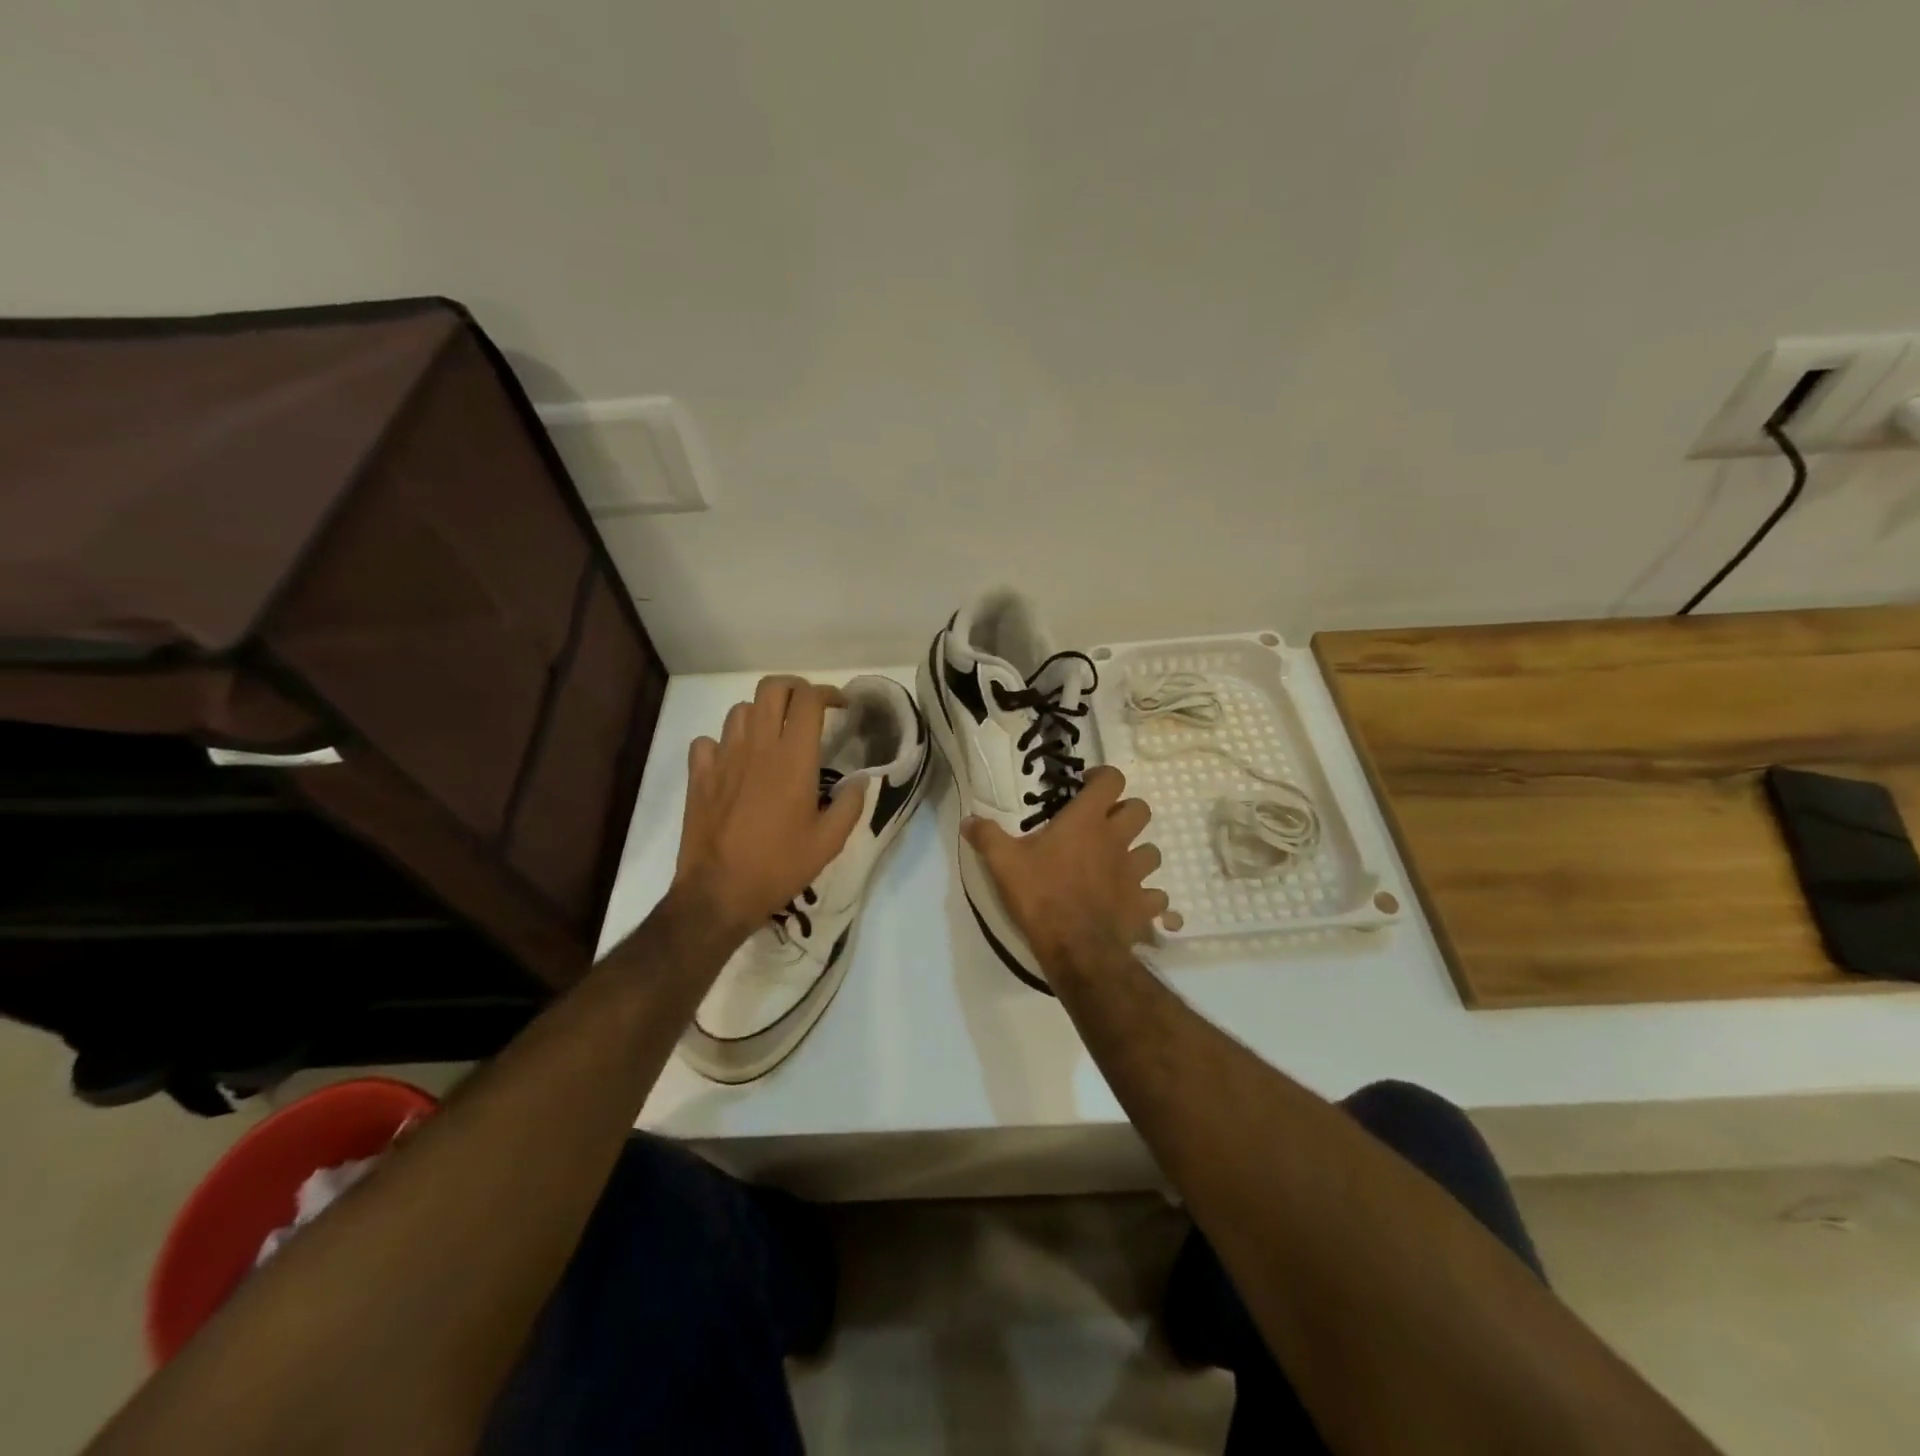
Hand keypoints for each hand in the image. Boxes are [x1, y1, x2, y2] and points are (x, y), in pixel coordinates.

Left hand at [671, 676, 865, 944]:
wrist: (718, 893)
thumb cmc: (780, 866)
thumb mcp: (830, 842)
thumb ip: (851, 804)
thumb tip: (860, 780)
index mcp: (793, 759)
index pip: (809, 699)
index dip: (828, 693)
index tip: (841, 706)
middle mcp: (757, 747)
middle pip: (772, 688)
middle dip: (795, 688)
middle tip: (808, 708)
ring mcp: (723, 758)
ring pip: (740, 710)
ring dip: (761, 713)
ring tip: (773, 734)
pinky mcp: (699, 776)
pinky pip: (708, 741)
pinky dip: (724, 743)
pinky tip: (734, 761)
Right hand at [963, 765, 1180, 978]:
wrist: (1076, 948)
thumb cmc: (1041, 896)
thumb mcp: (1004, 863)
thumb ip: (987, 837)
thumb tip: (968, 819)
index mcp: (1087, 821)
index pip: (1112, 780)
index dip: (1104, 777)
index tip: (1087, 786)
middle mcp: (1117, 840)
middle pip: (1140, 810)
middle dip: (1126, 813)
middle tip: (1103, 825)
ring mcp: (1136, 874)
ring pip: (1152, 852)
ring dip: (1138, 854)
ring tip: (1117, 865)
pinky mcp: (1144, 905)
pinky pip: (1157, 897)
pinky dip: (1147, 898)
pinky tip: (1131, 904)